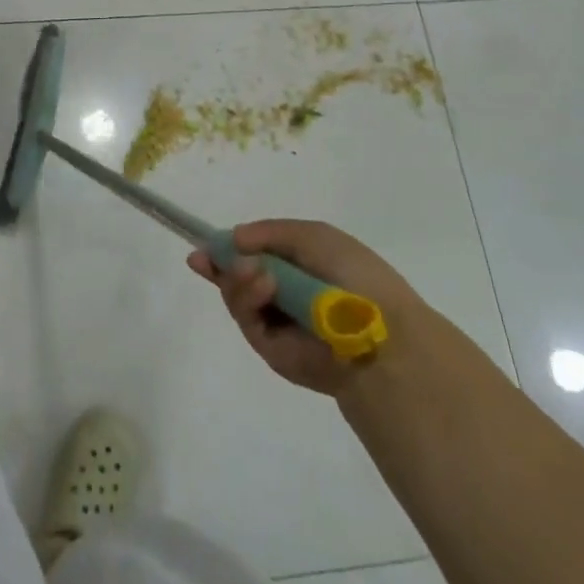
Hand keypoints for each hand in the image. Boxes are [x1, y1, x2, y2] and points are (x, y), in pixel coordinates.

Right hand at [188, 219, 427, 396]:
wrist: (379, 333)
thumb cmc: (353, 275)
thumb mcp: (312, 236)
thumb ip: (268, 233)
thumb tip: (232, 239)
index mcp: (301, 265)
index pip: (256, 255)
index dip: (229, 248)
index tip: (204, 246)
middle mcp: (286, 293)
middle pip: (239, 277)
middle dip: (222, 264)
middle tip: (206, 258)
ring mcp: (278, 323)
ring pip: (238, 297)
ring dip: (237, 279)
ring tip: (253, 272)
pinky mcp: (272, 350)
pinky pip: (247, 320)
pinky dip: (248, 299)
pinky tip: (263, 285)